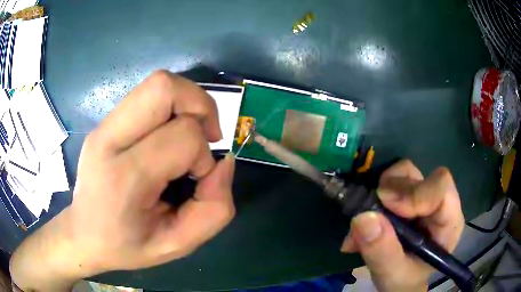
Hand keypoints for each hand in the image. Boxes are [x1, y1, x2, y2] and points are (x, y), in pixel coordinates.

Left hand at [10, 71, 235, 290]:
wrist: (83, 234)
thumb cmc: (126, 246)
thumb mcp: (177, 245)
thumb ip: (213, 211)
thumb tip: (223, 163)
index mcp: (124, 177)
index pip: (182, 137)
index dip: (204, 157)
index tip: (197, 179)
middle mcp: (109, 139)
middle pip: (163, 87)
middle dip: (201, 105)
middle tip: (206, 136)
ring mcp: (104, 126)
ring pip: (157, 83)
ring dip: (187, 101)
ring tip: (190, 133)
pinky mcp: (105, 122)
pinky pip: (147, 95)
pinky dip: (171, 107)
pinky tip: (167, 136)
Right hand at [341, 160, 463, 291]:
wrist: (399, 281)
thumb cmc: (404, 280)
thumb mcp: (392, 275)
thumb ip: (382, 251)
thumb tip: (363, 217)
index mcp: (448, 222)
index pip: (441, 188)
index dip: (415, 193)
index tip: (385, 205)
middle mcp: (438, 203)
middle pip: (418, 178)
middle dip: (389, 195)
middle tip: (367, 217)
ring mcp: (422, 196)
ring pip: (403, 173)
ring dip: (379, 194)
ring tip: (365, 224)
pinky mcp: (407, 195)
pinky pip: (390, 181)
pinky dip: (373, 196)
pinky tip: (365, 223)